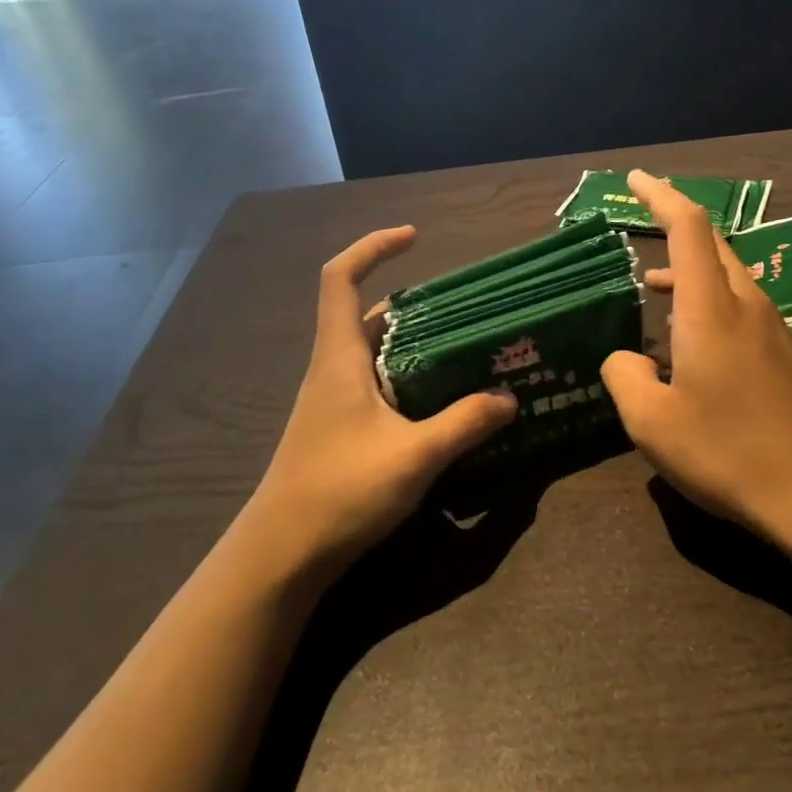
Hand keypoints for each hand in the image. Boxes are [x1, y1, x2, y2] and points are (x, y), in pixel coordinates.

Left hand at [247, 226, 517, 582]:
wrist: (282, 553)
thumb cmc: (340, 491)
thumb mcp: (414, 456)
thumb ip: (464, 423)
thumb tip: (508, 398)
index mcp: (339, 358)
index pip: (340, 279)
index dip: (372, 248)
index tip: (414, 238)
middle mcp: (332, 370)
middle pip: (367, 315)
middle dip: (414, 304)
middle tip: (465, 310)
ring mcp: (333, 402)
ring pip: (375, 353)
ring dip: (414, 345)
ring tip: (466, 350)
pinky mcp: (340, 429)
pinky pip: (378, 385)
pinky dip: (409, 379)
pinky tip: (442, 401)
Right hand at [601, 172, 791, 539]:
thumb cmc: (726, 451)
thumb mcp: (651, 422)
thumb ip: (625, 376)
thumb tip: (627, 359)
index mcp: (711, 309)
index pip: (688, 228)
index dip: (660, 196)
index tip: (635, 180)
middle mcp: (747, 306)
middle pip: (713, 246)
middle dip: (675, 228)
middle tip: (641, 226)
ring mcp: (774, 330)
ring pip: (728, 279)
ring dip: (689, 275)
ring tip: (652, 292)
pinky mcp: (786, 356)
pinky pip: (742, 309)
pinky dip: (709, 305)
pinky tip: (691, 344)